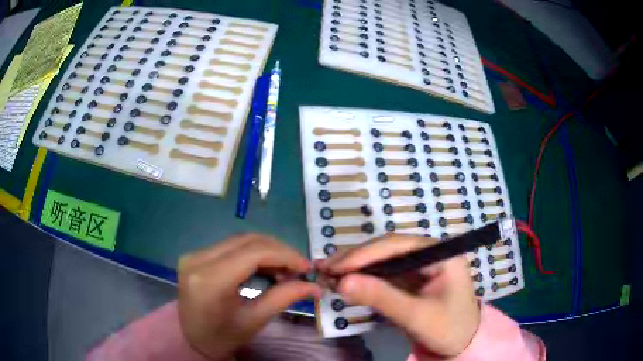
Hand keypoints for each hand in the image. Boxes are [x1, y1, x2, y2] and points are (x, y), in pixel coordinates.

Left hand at [178, 234, 321, 359]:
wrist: (191, 339)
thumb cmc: (223, 336)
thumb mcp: (255, 320)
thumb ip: (284, 297)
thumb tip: (315, 286)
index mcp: (210, 280)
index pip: (253, 253)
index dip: (285, 255)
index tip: (306, 266)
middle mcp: (198, 259)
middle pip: (247, 241)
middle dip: (279, 251)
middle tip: (298, 268)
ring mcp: (194, 255)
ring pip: (239, 240)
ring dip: (267, 250)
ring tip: (284, 269)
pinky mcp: (196, 255)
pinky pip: (230, 246)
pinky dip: (252, 253)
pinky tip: (265, 266)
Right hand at [318, 235, 479, 358]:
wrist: (463, 344)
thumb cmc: (448, 329)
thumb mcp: (416, 316)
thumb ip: (382, 298)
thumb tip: (342, 282)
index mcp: (441, 253)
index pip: (397, 245)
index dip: (364, 254)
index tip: (334, 266)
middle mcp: (430, 253)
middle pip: (388, 249)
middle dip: (356, 259)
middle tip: (324, 269)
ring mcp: (421, 265)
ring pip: (383, 260)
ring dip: (357, 268)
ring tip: (328, 274)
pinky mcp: (413, 278)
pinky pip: (385, 274)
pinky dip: (365, 278)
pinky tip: (346, 282)